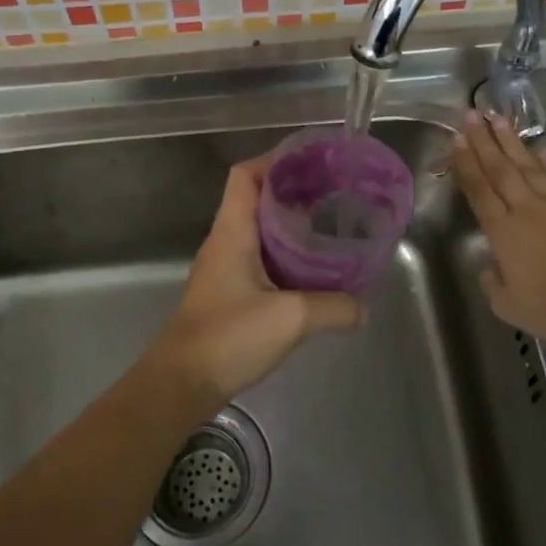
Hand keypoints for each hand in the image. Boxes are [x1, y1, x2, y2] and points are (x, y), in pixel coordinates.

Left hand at [139, 157, 364, 408]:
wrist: (180, 384)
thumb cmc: (228, 337)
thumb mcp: (291, 318)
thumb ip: (334, 308)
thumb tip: (365, 307)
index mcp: (232, 232)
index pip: (245, 175)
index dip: (276, 160)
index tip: (313, 162)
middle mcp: (225, 243)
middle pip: (256, 199)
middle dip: (294, 191)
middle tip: (334, 194)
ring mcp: (224, 269)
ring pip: (259, 231)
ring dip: (291, 225)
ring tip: (330, 227)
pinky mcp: (228, 294)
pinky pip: (260, 260)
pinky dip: (286, 256)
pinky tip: (312, 272)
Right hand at [450, 113, 545, 350]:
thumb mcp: (508, 306)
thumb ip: (493, 282)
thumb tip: (490, 266)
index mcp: (503, 232)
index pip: (479, 190)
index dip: (466, 163)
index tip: (457, 140)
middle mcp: (527, 209)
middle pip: (501, 168)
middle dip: (483, 140)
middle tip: (471, 115)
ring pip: (529, 164)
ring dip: (511, 140)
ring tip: (497, 118)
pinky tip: (539, 146)